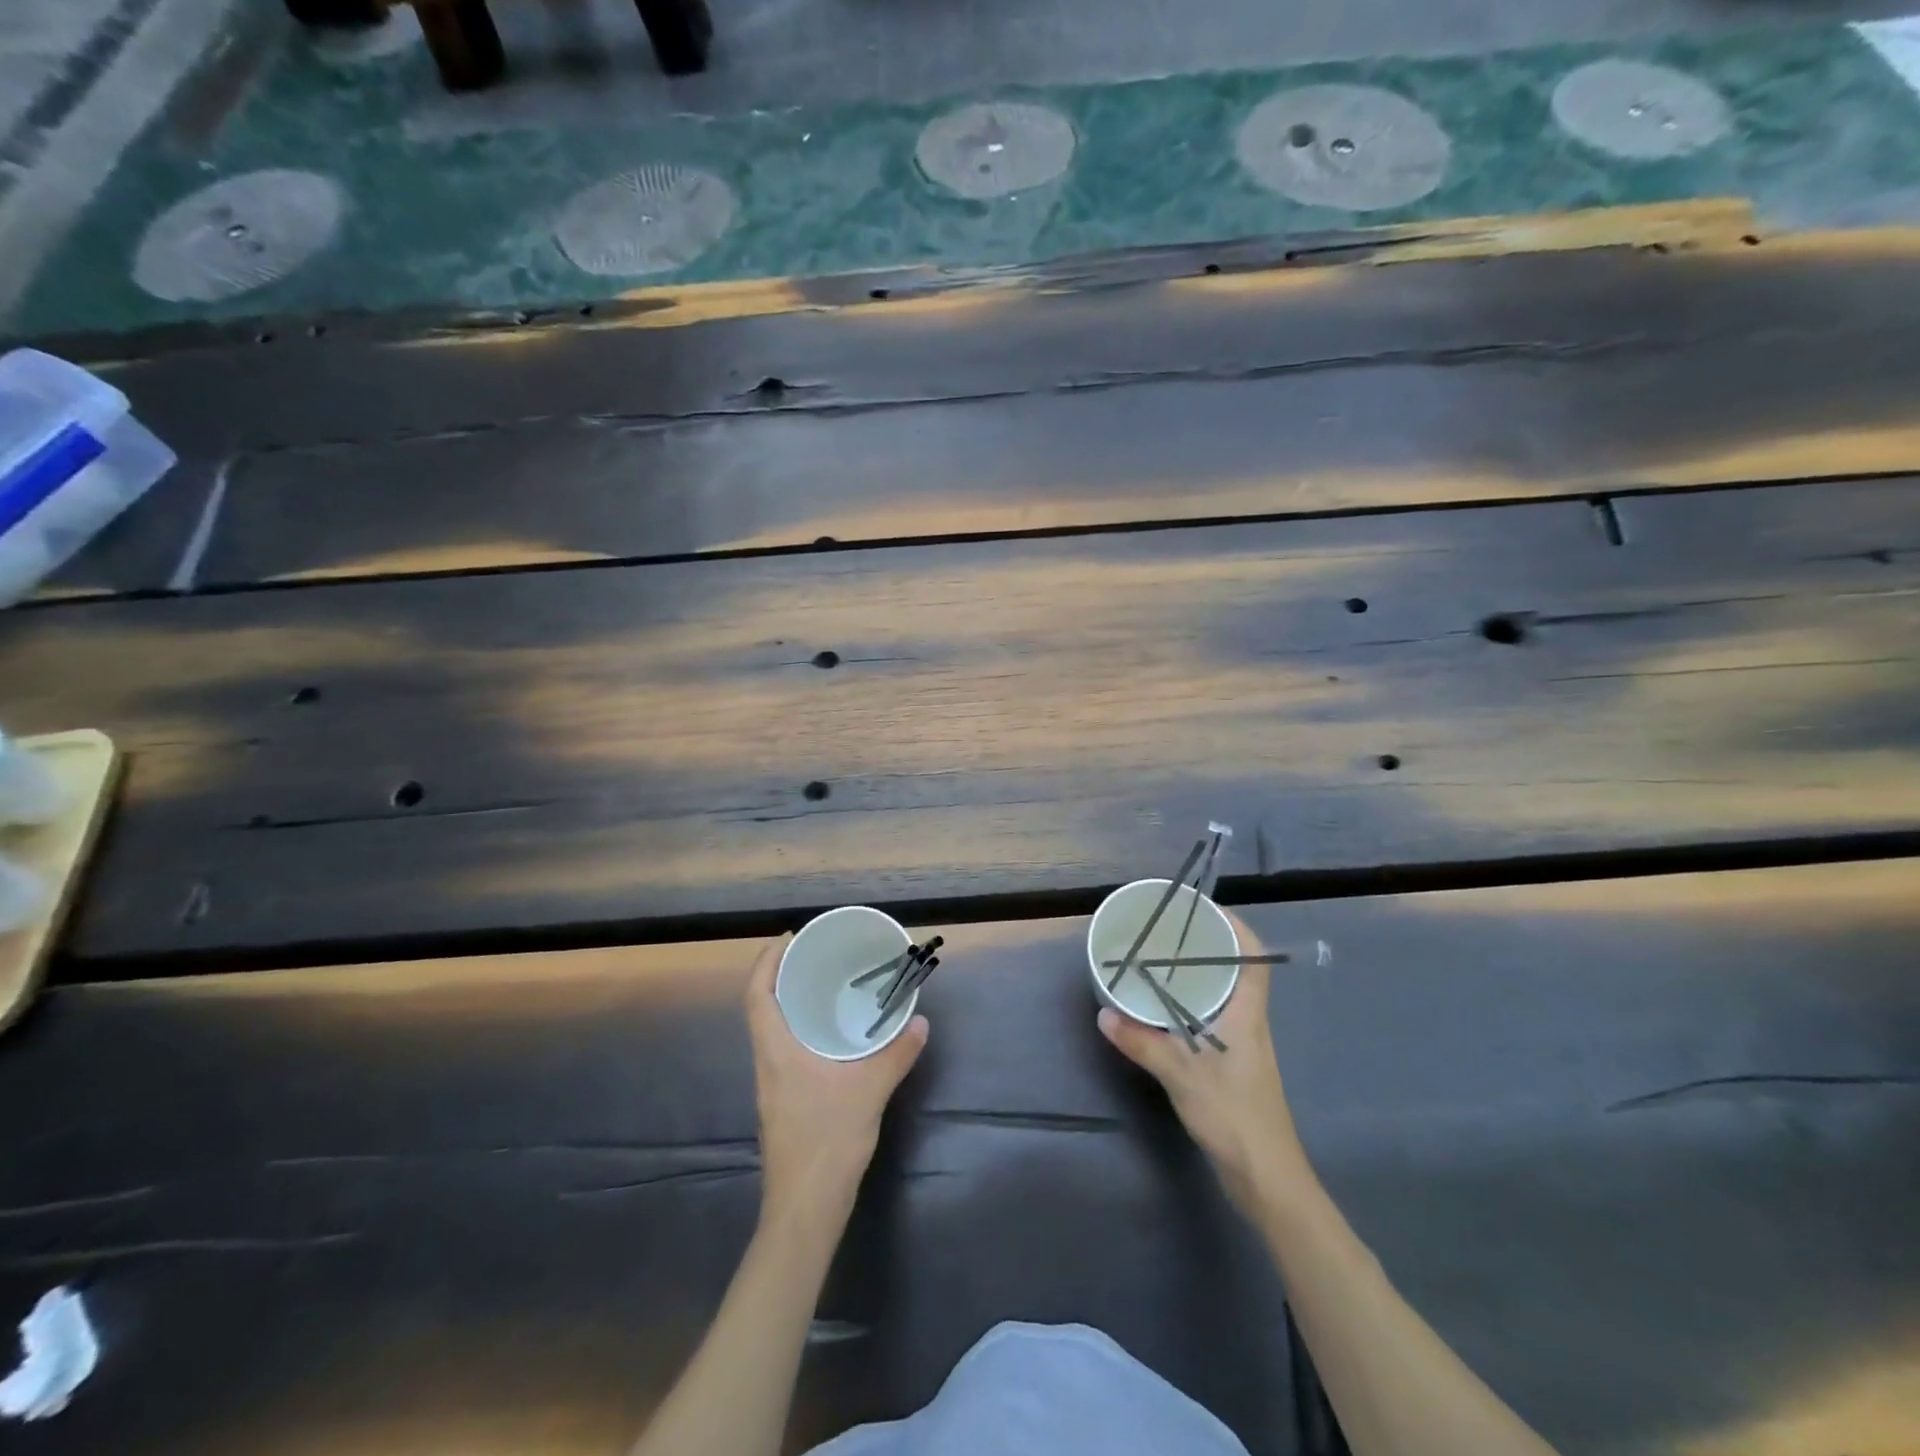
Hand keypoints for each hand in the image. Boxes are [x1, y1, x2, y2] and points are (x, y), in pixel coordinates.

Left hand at [744, 935, 929, 1222]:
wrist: (805, 1209)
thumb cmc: (827, 1141)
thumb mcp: (869, 1091)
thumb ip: (896, 1053)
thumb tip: (919, 1021)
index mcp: (776, 1051)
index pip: (757, 995)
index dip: (767, 961)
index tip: (790, 937)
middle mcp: (767, 1062)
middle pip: (763, 1007)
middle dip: (783, 975)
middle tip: (816, 954)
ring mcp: (773, 1085)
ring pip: (774, 1030)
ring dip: (792, 1003)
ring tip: (825, 985)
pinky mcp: (785, 1101)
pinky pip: (787, 1049)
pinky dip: (802, 1029)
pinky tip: (832, 1034)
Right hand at [1098, 911, 1314, 1214]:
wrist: (1267, 1178)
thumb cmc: (1234, 1117)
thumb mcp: (1182, 1076)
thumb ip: (1143, 1043)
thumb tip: (1104, 1014)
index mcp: (1247, 1014)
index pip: (1254, 957)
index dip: (1235, 927)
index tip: (1202, 908)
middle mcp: (1249, 1021)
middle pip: (1237, 969)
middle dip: (1208, 944)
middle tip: (1168, 929)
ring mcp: (1243, 1044)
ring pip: (1224, 993)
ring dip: (1199, 973)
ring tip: (1161, 959)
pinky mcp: (1234, 1064)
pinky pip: (1213, 1016)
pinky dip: (1192, 1002)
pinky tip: (1164, 1008)